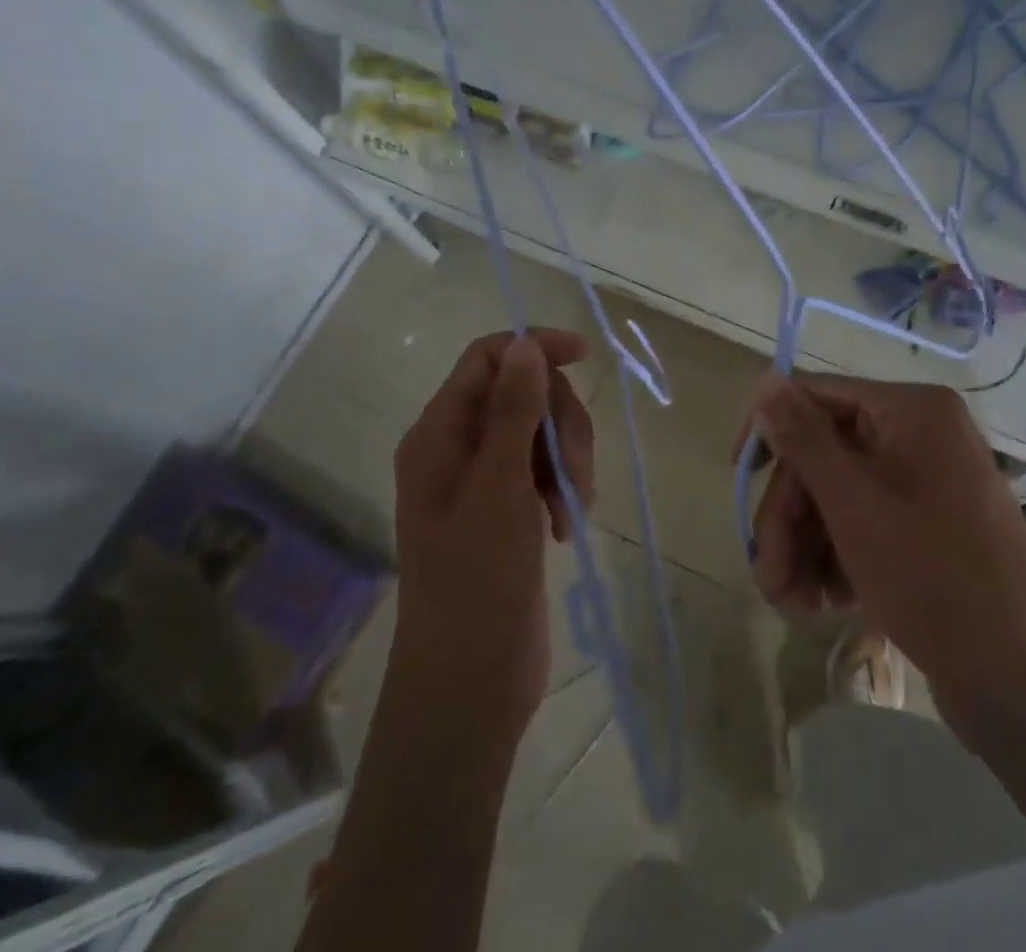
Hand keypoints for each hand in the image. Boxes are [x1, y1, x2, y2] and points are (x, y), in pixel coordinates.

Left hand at [392, 330, 594, 739]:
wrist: (471, 682)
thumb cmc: (476, 580)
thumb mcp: (498, 487)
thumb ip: (512, 410)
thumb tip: (526, 344)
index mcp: (440, 434)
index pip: (488, 358)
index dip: (535, 349)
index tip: (585, 358)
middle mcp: (459, 448)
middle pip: (525, 392)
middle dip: (561, 422)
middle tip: (573, 470)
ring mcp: (486, 480)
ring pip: (543, 431)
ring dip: (569, 460)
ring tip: (570, 508)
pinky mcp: (510, 509)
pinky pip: (548, 469)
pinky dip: (566, 486)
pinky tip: (565, 524)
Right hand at [740, 374, 1025, 727]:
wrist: (1019, 677)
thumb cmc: (932, 575)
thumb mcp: (854, 503)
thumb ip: (804, 439)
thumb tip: (765, 383)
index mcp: (910, 410)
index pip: (817, 395)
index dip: (771, 431)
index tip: (736, 474)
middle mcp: (919, 435)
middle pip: (823, 455)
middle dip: (789, 516)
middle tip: (769, 575)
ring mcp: (924, 482)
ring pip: (837, 496)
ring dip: (805, 545)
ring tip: (793, 603)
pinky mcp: (926, 527)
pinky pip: (863, 523)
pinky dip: (836, 558)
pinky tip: (827, 603)